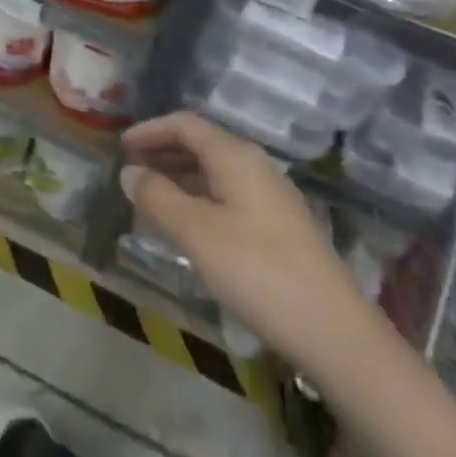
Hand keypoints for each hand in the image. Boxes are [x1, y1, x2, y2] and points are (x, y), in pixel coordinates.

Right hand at [122, 113, 356, 356]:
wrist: (334, 331)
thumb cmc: (257, 271)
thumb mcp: (197, 233)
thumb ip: (158, 197)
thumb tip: (129, 172)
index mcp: (235, 157)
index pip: (186, 125)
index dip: (151, 130)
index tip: (121, 146)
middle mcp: (255, 167)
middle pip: (202, 145)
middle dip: (163, 153)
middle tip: (130, 171)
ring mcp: (271, 198)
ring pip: (215, 173)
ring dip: (180, 178)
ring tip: (150, 199)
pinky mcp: (279, 227)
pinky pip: (228, 196)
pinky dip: (199, 200)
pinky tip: (187, 228)